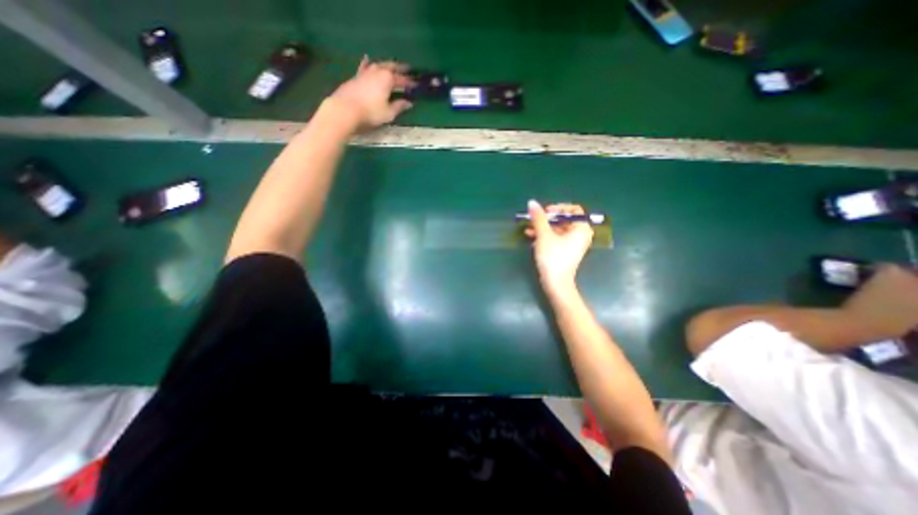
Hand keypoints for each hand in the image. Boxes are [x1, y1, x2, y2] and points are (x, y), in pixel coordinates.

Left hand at [324, 55, 414, 129]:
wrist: (346, 108)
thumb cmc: (371, 112)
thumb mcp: (389, 112)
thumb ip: (399, 106)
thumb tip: (409, 103)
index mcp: (388, 79)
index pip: (402, 80)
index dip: (410, 83)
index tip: (416, 85)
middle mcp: (377, 71)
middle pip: (391, 67)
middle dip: (400, 68)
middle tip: (407, 68)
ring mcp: (366, 72)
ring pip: (379, 64)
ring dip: (386, 65)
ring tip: (392, 65)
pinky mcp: (356, 76)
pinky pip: (365, 66)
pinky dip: (368, 63)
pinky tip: (368, 59)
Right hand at [523, 199, 595, 290]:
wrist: (556, 283)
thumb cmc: (553, 257)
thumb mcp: (544, 235)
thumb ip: (539, 218)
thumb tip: (532, 202)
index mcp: (581, 228)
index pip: (573, 210)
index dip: (558, 208)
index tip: (545, 212)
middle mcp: (580, 234)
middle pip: (564, 219)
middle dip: (547, 219)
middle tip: (534, 219)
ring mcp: (573, 244)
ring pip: (558, 229)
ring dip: (543, 227)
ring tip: (528, 228)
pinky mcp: (566, 251)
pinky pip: (556, 238)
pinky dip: (545, 236)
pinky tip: (531, 236)